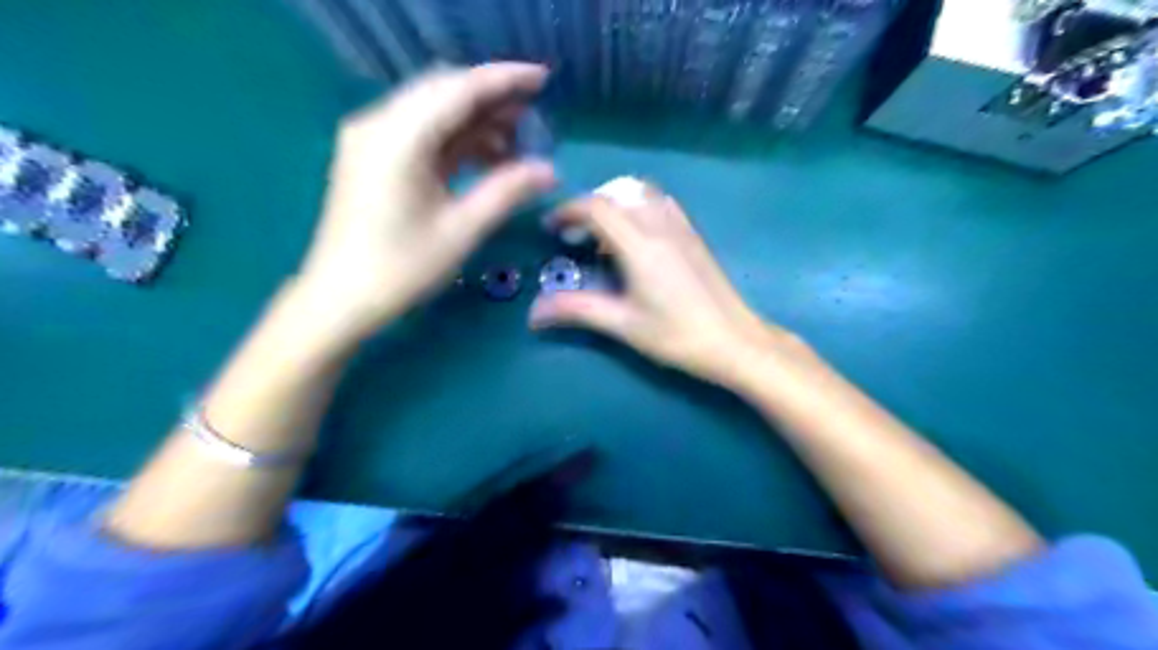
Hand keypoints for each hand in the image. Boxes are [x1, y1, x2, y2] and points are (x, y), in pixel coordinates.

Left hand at [295, 61, 553, 338]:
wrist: (340, 298)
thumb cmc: (401, 268)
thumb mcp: (461, 230)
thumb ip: (507, 191)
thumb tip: (549, 170)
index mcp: (399, 138)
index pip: (459, 89)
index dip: (504, 80)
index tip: (543, 80)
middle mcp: (380, 124)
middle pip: (444, 91)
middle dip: (492, 99)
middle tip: (534, 116)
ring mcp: (373, 139)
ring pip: (434, 111)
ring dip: (476, 121)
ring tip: (517, 143)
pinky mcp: (374, 157)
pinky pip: (422, 133)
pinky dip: (456, 139)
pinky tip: (486, 156)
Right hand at [532, 181, 797, 385]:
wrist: (735, 342)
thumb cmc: (677, 336)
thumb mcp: (623, 325)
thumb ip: (578, 310)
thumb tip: (533, 313)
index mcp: (640, 245)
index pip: (596, 207)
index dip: (566, 211)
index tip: (550, 229)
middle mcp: (661, 225)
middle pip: (618, 192)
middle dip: (589, 206)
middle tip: (574, 235)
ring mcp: (682, 227)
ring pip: (642, 193)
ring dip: (615, 202)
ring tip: (603, 236)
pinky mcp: (694, 235)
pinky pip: (660, 203)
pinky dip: (638, 207)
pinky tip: (636, 239)